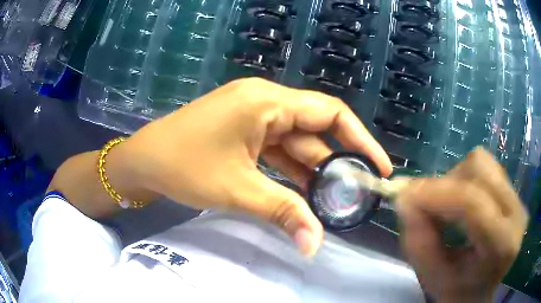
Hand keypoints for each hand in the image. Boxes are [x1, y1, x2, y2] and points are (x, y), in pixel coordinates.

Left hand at [120, 78, 391, 255]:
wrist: (143, 162)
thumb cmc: (182, 165)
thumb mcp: (237, 189)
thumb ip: (283, 213)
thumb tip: (314, 246)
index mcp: (266, 101)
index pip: (330, 113)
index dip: (360, 140)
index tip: (378, 167)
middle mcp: (265, 102)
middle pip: (316, 130)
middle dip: (337, 163)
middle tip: (357, 193)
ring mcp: (253, 116)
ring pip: (296, 144)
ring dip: (313, 172)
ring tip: (334, 202)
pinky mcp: (244, 132)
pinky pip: (278, 151)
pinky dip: (291, 172)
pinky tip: (304, 195)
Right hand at [395, 147, 528, 302]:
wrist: (481, 292)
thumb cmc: (458, 291)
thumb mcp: (433, 278)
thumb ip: (419, 242)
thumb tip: (405, 199)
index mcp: (502, 245)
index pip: (473, 203)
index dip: (437, 193)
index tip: (405, 195)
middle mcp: (517, 213)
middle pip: (479, 170)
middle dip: (446, 184)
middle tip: (425, 206)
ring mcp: (518, 199)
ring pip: (482, 163)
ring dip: (455, 179)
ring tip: (446, 207)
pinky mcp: (514, 192)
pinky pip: (486, 167)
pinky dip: (465, 179)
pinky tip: (461, 204)